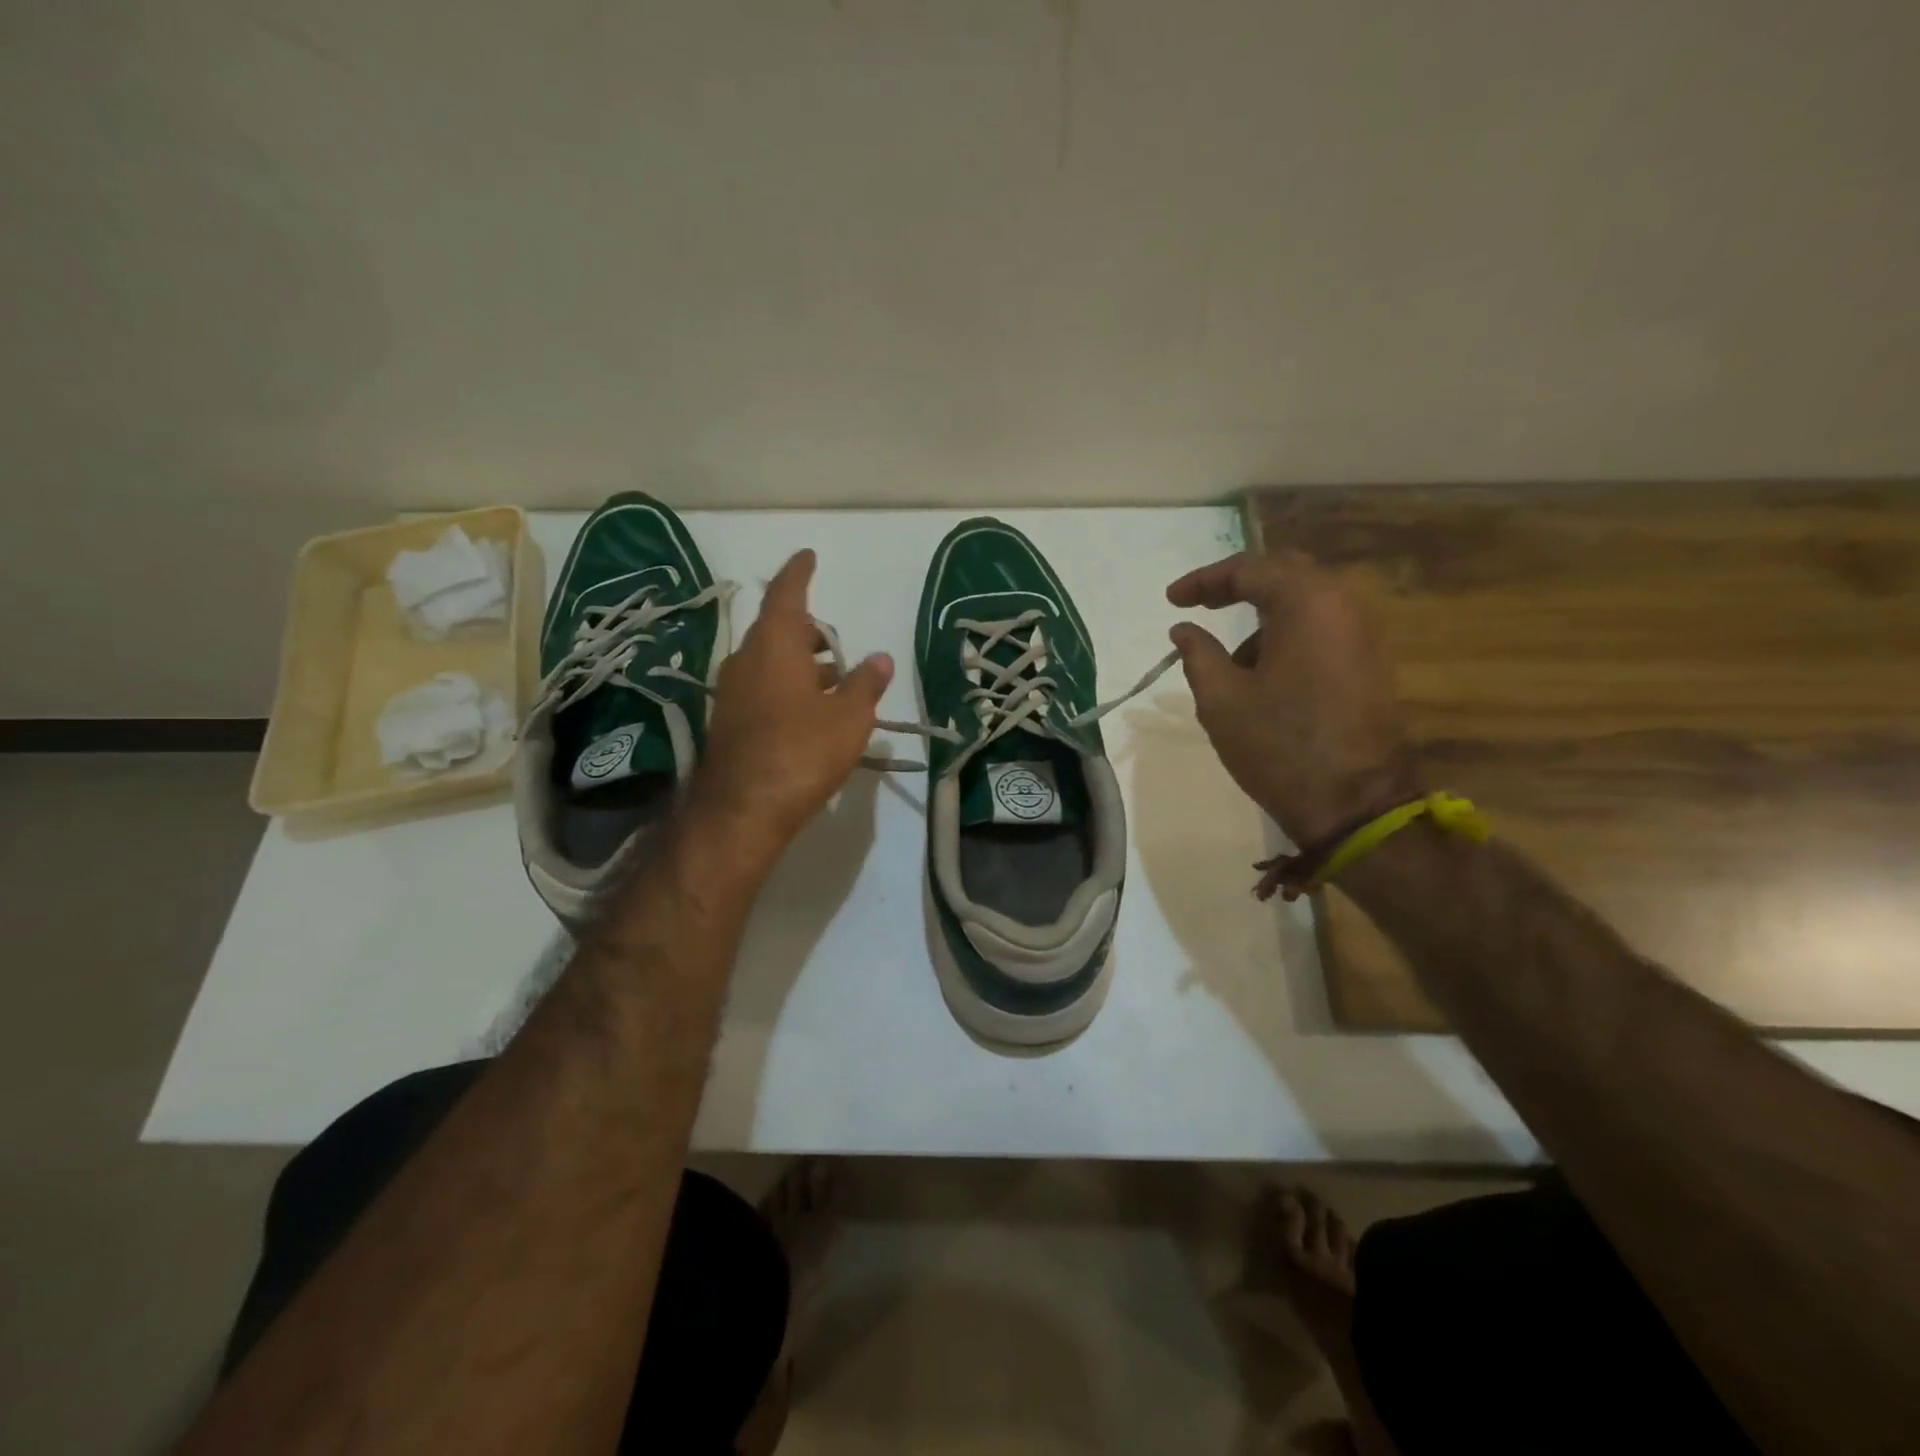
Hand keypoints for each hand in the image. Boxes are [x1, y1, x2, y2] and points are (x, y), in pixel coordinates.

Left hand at [689, 549, 892, 858]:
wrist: (743, 810)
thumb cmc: (802, 752)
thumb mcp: (849, 718)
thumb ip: (866, 684)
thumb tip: (880, 658)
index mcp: (774, 646)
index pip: (787, 595)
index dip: (799, 573)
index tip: (808, 556)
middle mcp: (746, 660)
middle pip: (777, 630)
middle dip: (808, 630)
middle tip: (837, 644)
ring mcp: (732, 692)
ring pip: (769, 661)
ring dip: (800, 663)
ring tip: (834, 682)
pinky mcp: (729, 721)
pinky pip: (762, 687)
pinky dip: (787, 687)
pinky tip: (810, 712)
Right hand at [1166, 550, 1418, 845]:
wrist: (1353, 803)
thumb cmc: (1279, 745)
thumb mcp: (1221, 699)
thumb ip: (1198, 653)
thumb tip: (1184, 629)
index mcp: (1307, 603)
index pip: (1249, 570)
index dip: (1203, 580)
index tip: (1171, 600)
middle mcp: (1344, 604)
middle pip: (1284, 574)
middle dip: (1238, 586)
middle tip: (1200, 605)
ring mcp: (1365, 632)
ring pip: (1306, 603)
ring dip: (1264, 617)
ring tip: (1231, 661)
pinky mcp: (1371, 661)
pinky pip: (1324, 628)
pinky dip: (1289, 635)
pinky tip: (1265, 673)